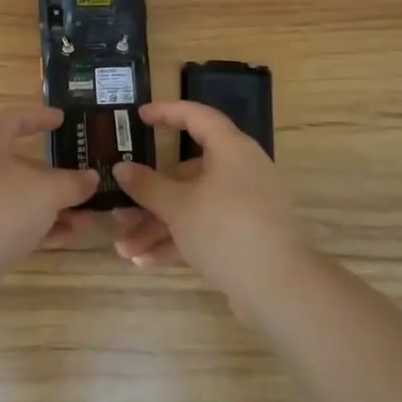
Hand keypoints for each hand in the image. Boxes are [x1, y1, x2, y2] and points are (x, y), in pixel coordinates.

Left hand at [0, 107, 99, 264]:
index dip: (39, 117)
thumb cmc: (0, 208)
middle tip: (84, 177)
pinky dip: (39, 227)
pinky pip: (13, 223)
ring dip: (53, 205)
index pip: (13, 118)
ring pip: (19, 197)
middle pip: (19, 162)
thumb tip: (91, 178)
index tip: (63, 120)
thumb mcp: (46, 191)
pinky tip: (68, 236)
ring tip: (87, 217)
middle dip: (55, 174)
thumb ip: (72, 183)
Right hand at [112, 101, 311, 308]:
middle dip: (150, 194)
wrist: (281, 289)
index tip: (139, 117)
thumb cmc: (226, 230)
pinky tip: (144, 261)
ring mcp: (244, 205)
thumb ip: (147, 186)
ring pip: (192, 205)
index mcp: (231, 149)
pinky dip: (177, 240)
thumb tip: (122, 168)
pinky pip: (204, 228)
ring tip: (124, 248)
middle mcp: (240, 171)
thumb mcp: (178, 207)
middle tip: (120, 204)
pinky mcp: (245, 236)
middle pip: (187, 172)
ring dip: (157, 225)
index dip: (167, 113)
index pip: (197, 117)